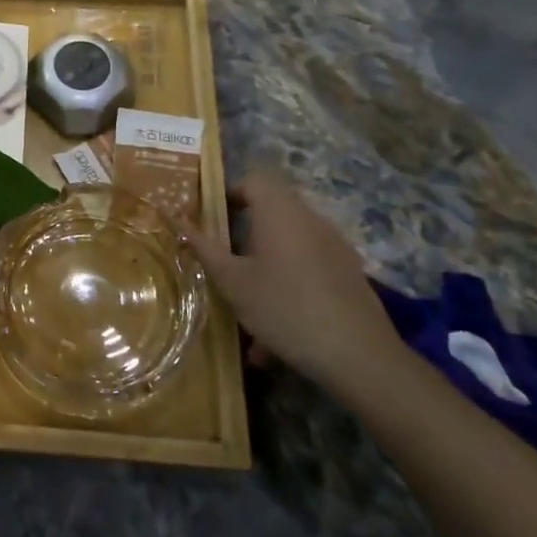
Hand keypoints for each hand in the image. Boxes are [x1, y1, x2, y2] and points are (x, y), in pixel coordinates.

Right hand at [180, 171, 402, 391]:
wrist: (359, 356)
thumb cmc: (284, 308)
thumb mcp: (232, 281)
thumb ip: (203, 247)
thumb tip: (176, 219)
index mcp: (280, 212)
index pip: (252, 180)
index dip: (227, 194)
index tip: (210, 223)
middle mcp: (310, 220)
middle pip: (270, 214)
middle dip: (242, 239)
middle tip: (223, 266)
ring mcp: (334, 248)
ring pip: (287, 249)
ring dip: (262, 272)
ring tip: (245, 316)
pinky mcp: (348, 275)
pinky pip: (306, 272)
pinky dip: (286, 291)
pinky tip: (273, 342)